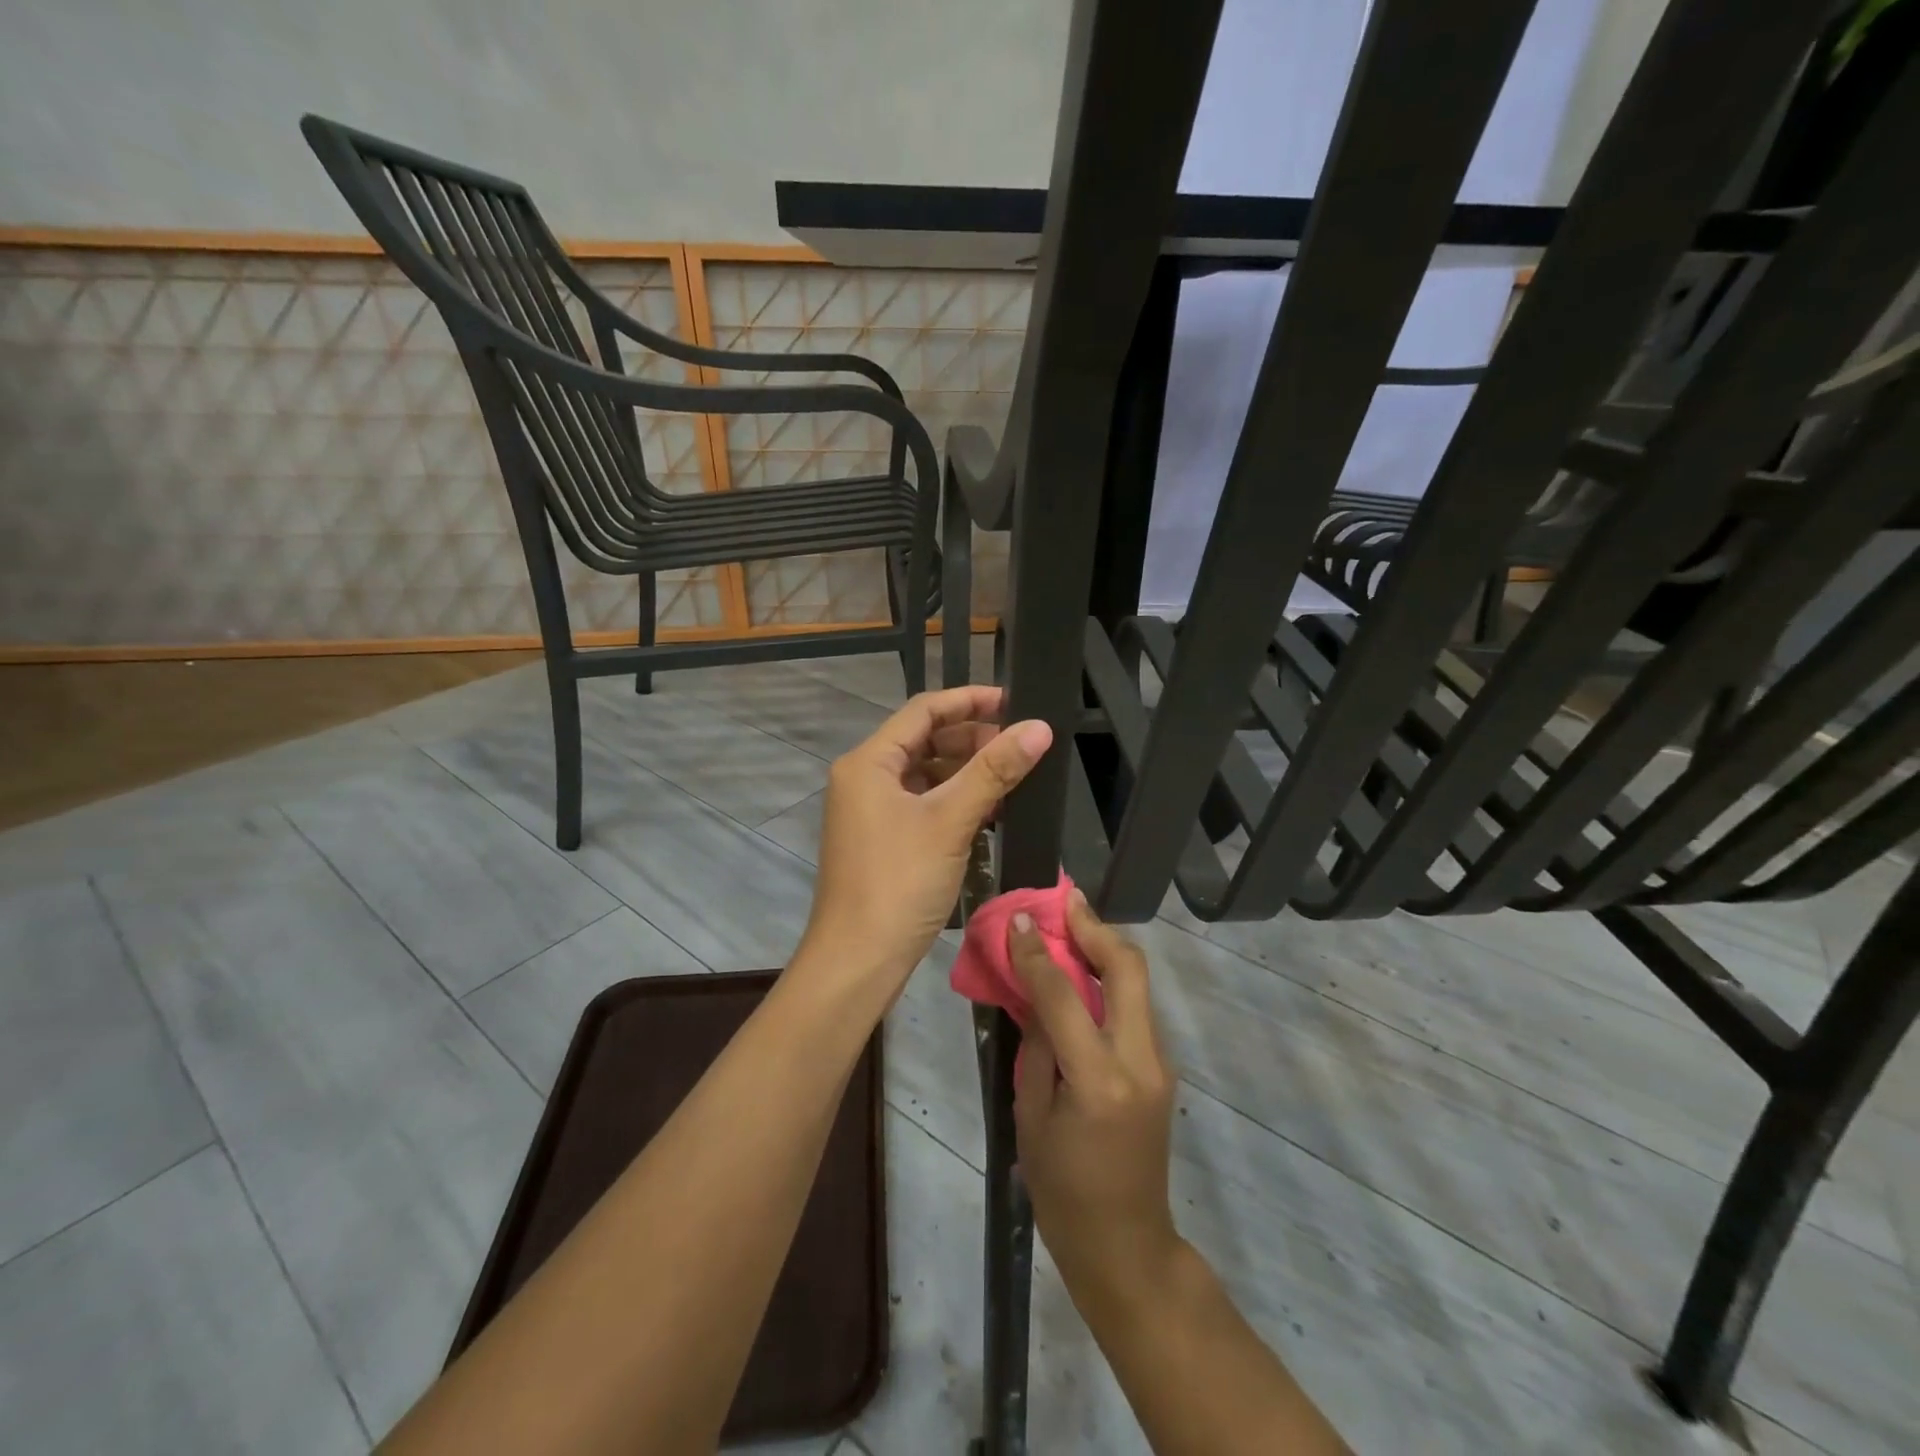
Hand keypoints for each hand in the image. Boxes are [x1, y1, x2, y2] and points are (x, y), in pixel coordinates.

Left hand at [800, 684, 1052, 997]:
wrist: (858, 961)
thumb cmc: (899, 883)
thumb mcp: (950, 821)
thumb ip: (993, 770)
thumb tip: (1039, 727)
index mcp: (868, 762)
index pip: (923, 711)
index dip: (969, 700)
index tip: (1014, 701)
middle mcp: (864, 777)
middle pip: (923, 740)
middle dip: (972, 738)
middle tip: (1019, 745)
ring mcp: (870, 810)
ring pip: (925, 773)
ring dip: (966, 771)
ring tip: (1012, 776)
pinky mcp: (882, 838)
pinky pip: (922, 803)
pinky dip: (954, 801)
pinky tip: (990, 811)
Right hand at [1012, 891, 1181, 1307]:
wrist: (1126, 1243)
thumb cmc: (1062, 1189)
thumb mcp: (1031, 1116)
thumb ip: (1036, 1045)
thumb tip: (1035, 988)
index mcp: (1100, 1082)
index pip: (1065, 997)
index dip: (1038, 953)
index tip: (1019, 920)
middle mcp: (1140, 1062)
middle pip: (1128, 969)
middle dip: (1095, 927)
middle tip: (1065, 901)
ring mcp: (1160, 1062)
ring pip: (1137, 982)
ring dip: (1104, 947)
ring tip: (1070, 924)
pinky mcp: (1162, 1066)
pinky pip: (1135, 1006)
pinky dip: (1109, 978)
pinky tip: (1082, 973)